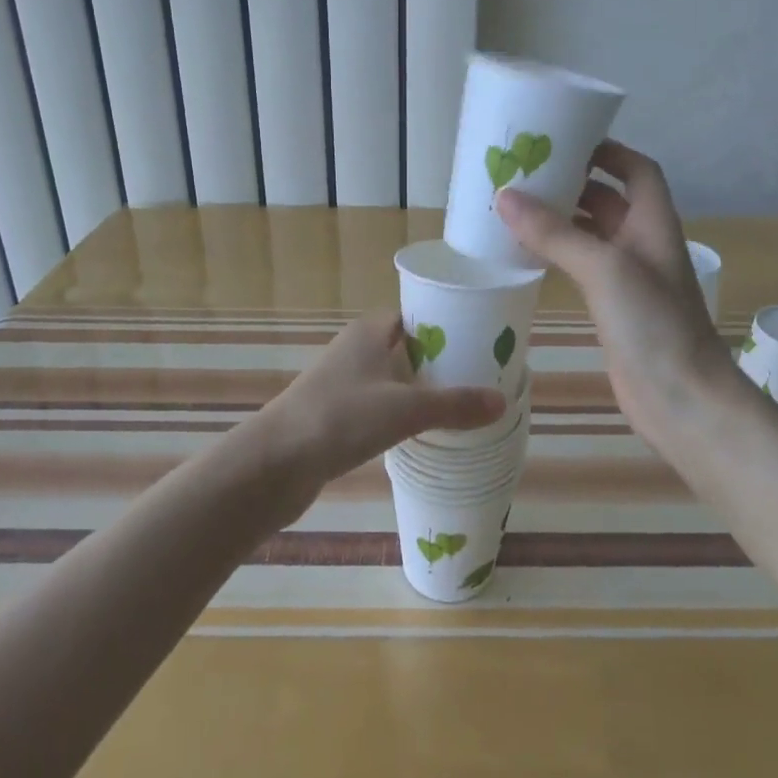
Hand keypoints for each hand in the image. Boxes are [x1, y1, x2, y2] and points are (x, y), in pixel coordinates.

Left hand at [263, 310, 506, 492]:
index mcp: (370, 332)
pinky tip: (424, 432)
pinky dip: (403, 414)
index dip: (447, 322)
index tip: (481, 339)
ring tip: (462, 404)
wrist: (275, 463)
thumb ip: (453, 405)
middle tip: (481, 376)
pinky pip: (380, 406)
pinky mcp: (337, 416)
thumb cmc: (340, 418)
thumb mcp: (405, 409)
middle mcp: (356, 351)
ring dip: (422, 389)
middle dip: (441, 360)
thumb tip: (502, 403)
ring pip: (393, 379)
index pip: (415, 314)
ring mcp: (344, 384)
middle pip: (407, 347)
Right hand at [497, 141, 745, 451]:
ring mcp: (627, 279)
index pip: (637, 170)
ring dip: (560, 219)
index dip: (608, 151)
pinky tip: (524, 254)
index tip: (566, 140)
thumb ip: (555, 232)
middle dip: (573, 182)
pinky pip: (580, 267)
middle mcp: (642, 244)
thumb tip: (506, 197)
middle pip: (609, 199)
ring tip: (514, 207)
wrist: (681, 399)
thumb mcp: (604, 268)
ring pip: (591, 235)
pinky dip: (556, 254)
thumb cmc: (654, 324)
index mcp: (653, 223)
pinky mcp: (611, 308)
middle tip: (525, 172)